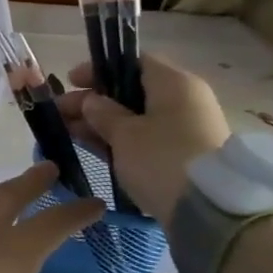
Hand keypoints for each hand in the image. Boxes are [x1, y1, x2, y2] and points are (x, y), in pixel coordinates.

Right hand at [59, 55, 229, 226]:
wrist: (212, 211)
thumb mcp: (124, 134)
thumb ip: (102, 112)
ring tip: (70, 134)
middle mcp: (185, 100)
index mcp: (174, 83)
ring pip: (137, 117)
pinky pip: (147, 138)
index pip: (133, 62)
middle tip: (61, 113)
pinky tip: (94, 148)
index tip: (71, 82)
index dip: (99, 69)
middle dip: (94, 101)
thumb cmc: (162, 159)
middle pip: (132, 91)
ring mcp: (188, 129)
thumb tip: (91, 101)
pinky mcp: (185, 155)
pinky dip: (121, 140)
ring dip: (103, 123)